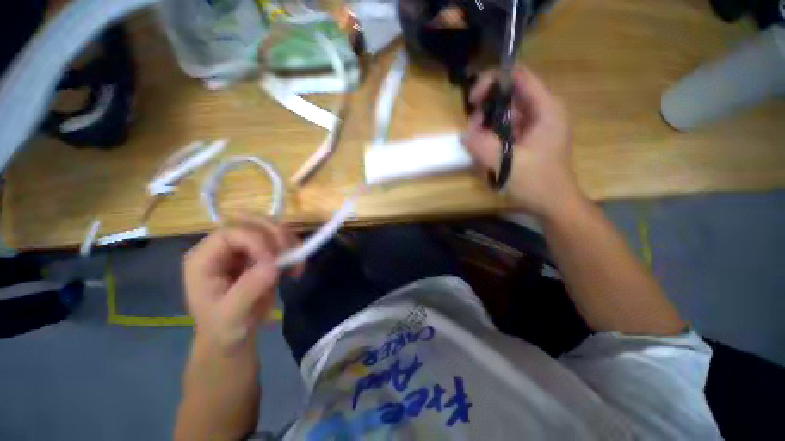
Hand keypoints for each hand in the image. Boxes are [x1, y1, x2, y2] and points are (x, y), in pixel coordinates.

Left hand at [183, 217, 299, 351]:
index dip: (255, 240)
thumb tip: (274, 264)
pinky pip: (280, 240)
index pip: (230, 232)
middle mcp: (222, 247)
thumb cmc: (224, 328)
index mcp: (204, 259)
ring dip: (287, 240)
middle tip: (289, 252)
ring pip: (268, 227)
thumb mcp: (232, 315)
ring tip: (297, 261)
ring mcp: (242, 248)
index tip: (274, 261)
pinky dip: (293, 248)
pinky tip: (297, 266)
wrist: (233, 336)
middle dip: (274, 233)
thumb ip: (248, 289)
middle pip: (249, 221)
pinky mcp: (260, 253)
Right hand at [462, 68, 581, 219]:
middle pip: (508, 96)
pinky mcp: (527, 139)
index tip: (473, 101)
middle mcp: (541, 112)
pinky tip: (486, 154)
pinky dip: (492, 139)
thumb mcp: (507, 163)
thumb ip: (483, 146)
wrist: (553, 204)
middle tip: (472, 133)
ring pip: (504, 115)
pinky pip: (505, 130)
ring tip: (477, 148)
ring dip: (487, 128)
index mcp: (545, 109)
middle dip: (486, 111)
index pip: (518, 77)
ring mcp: (534, 126)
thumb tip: (465, 134)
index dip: (493, 82)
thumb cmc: (537, 183)